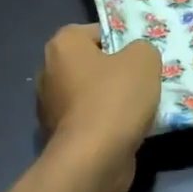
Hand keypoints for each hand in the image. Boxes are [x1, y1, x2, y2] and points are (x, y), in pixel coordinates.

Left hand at [35, 25, 160, 191]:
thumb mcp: (144, 59)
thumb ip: (142, 49)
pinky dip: (105, 124)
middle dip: (115, 72)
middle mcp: (48, 71)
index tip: (140, 59)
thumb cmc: (116, 98)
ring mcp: (50, 107)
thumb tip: (136, 58)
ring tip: (139, 108)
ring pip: (90, 94)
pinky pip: (89, 120)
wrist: (94, 159)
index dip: (122, 42)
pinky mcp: (58, 137)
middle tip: (143, 81)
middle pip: (92, 64)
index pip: (96, 32)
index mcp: (63, 45)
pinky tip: (126, 130)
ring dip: (111, 100)